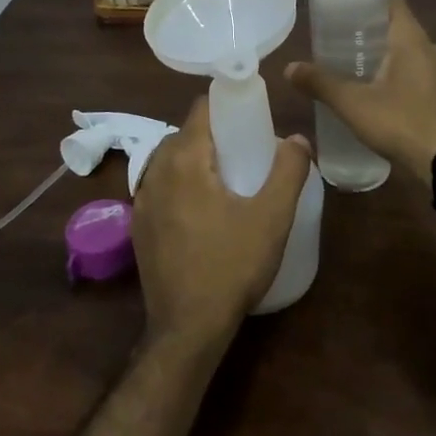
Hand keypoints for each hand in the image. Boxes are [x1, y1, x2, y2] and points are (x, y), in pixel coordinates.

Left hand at [133, 95, 310, 346]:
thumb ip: (288, 171)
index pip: (201, 108)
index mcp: (184, 159)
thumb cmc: (231, 266)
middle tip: (244, 153)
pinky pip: (160, 187)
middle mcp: (156, 170)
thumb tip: (297, 139)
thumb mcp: (272, 218)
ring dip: (195, 160)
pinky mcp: (138, 225)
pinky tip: (201, 211)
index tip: (250, 118)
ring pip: (170, 160)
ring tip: (225, 182)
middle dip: (213, 135)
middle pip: (185, 134)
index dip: (226, 106)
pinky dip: (179, 185)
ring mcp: (141, 199)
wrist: (187, 329)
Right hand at [283, 0, 435, 180]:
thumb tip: (289, 68)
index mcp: (411, 38)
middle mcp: (428, 48)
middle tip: (334, 34)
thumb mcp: (353, 103)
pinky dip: (391, 72)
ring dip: (379, 52)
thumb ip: (320, 83)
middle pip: (394, 25)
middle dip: (365, 28)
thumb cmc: (401, 122)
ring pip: (404, 50)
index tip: (340, 3)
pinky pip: (412, 71)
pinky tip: (370, 88)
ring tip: (347, 61)